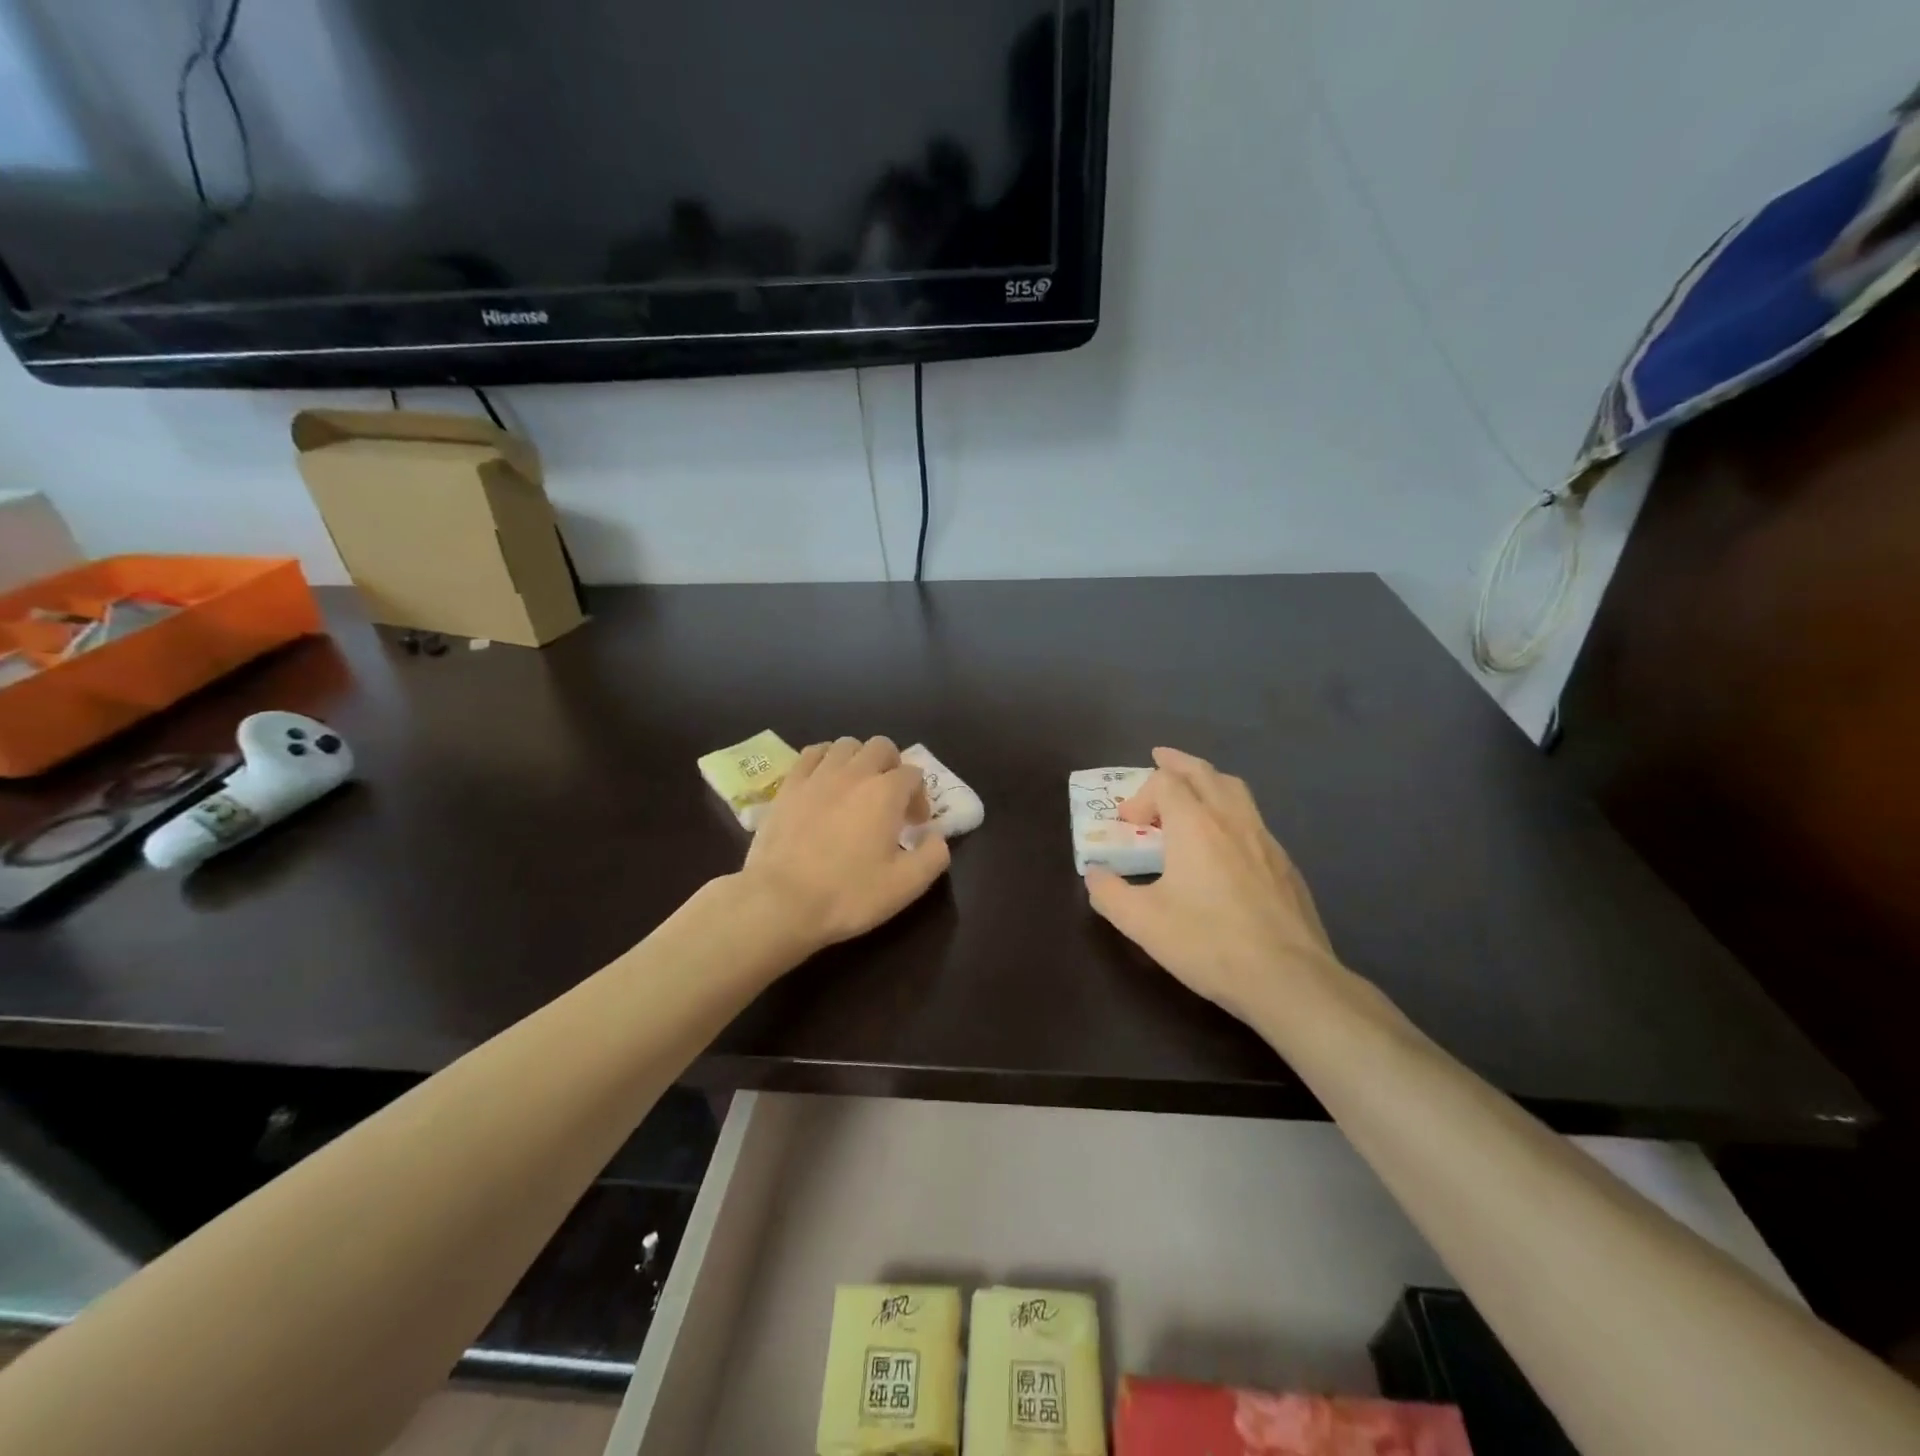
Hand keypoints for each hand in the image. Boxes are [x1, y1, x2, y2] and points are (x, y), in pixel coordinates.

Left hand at [741, 737, 949, 953]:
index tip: (915, 825)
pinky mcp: (788, 786)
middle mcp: (854, 773)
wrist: (781, 902)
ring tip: (857, 788)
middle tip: (890, 799)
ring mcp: (817, 776)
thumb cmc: (849, 895)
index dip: (920, 797)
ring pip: (846, 745)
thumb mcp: (906, 885)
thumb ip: (933, 856)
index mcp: (886, 793)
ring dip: (859, 759)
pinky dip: (825, 760)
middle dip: (893, 767)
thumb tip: (937, 836)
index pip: (913, 774)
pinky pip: (811, 754)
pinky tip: (824, 781)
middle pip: (881, 746)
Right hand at [1085, 747, 1345, 1024]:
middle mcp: (1232, 820)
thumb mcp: (1142, 923)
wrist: (1288, 978)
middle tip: (1160, 758)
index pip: (1165, 782)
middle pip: (1204, 772)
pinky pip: (1254, 821)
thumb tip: (1094, 875)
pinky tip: (1226, 843)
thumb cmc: (1208, 943)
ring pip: (1236, 791)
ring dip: (1209, 781)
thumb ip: (1109, 893)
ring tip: (1194, 790)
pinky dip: (1231, 813)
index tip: (1127, 824)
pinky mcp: (1285, 865)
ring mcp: (1265, 840)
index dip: (1140, 795)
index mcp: (1195, 825)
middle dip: (1177, 763)